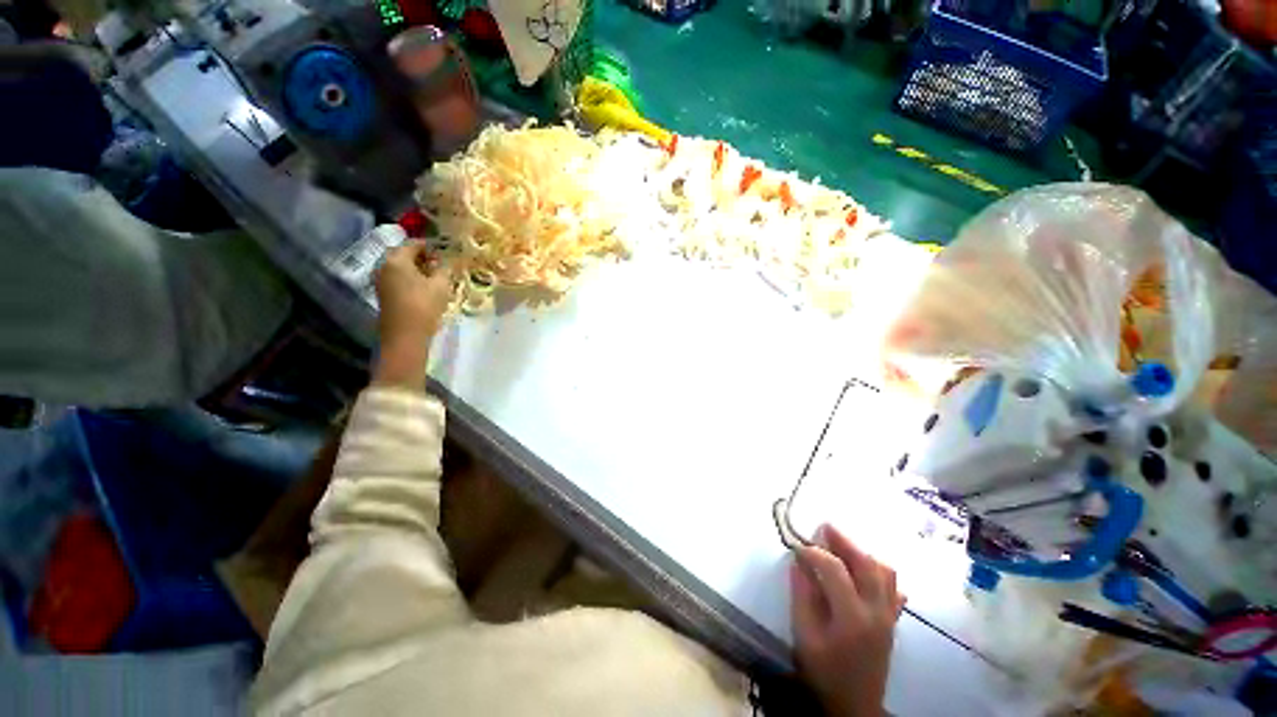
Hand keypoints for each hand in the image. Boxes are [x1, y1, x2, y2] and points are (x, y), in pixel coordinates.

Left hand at [373, 243, 453, 388]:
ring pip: (402, 268)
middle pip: (405, 255)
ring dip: (418, 269)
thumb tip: (449, 259)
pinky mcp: (384, 294)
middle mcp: (384, 266)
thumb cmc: (423, 306)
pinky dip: (412, 279)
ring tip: (437, 277)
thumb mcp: (441, 285)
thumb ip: (445, 268)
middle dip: (424, 257)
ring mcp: (381, 281)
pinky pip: (399, 279)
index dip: (431, 245)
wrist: (405, 336)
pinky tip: (426, 288)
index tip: (446, 251)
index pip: (414, 244)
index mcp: (396, 259)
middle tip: (443, 264)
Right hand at [791, 524, 904, 716]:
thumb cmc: (824, 673)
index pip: (835, 569)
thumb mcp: (804, 637)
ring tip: (842, 546)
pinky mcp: (892, 622)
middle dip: (844, 541)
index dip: (814, 552)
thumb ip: (801, 596)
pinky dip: (879, 572)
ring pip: (885, 573)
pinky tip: (864, 572)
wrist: (855, 706)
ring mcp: (889, 616)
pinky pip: (893, 588)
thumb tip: (798, 563)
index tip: (797, 547)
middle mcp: (877, 611)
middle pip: (866, 564)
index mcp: (853, 617)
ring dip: (863, 554)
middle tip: (825, 526)